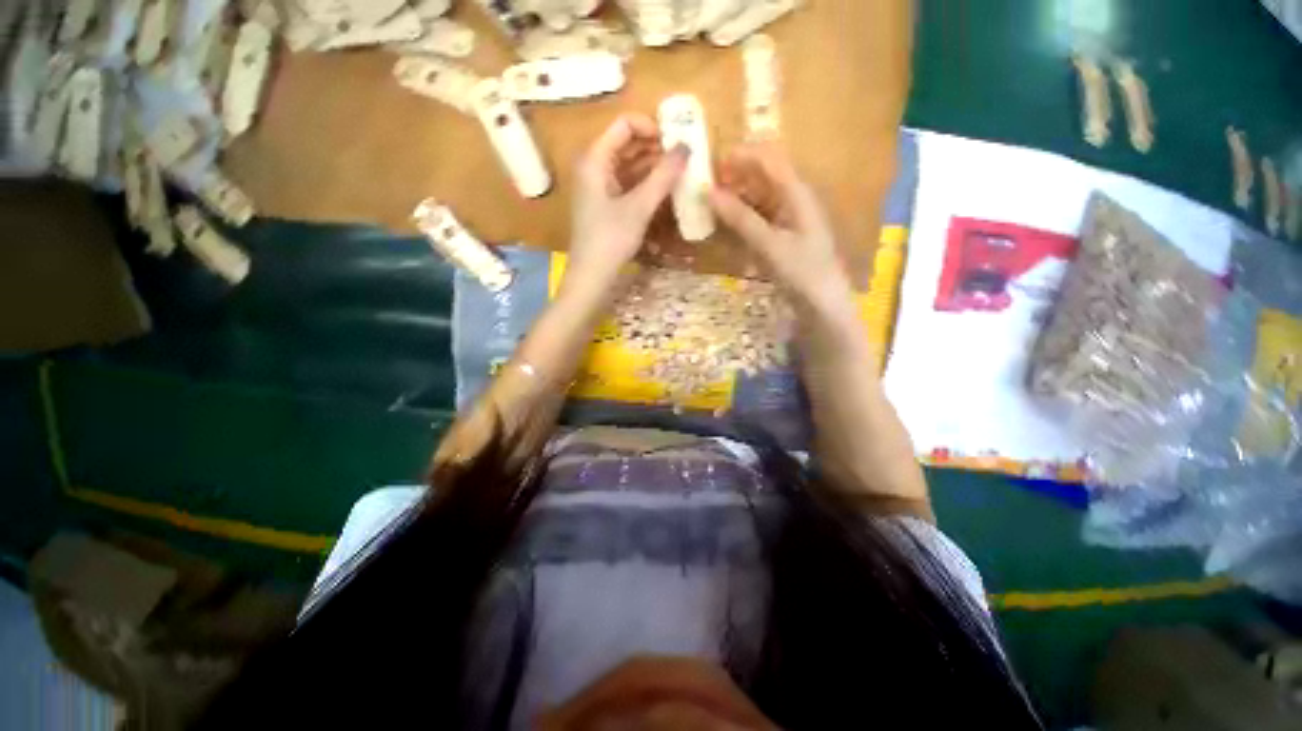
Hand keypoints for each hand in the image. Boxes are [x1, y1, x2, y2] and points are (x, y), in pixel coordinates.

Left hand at [567, 114, 687, 291]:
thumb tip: (686, 147)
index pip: (624, 124)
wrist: (591, 276)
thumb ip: (663, 176)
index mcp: (595, 159)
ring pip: (628, 166)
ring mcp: (598, 187)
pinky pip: (626, 184)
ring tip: (678, 174)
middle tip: (682, 158)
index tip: (675, 142)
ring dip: (652, 167)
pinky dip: (644, 185)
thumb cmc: (611, 239)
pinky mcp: (604, 205)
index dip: (651, 127)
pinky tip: (663, 191)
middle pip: (626, 144)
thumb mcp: (639, 206)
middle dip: (654, 148)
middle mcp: (593, 167)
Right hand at [709, 146, 854, 316]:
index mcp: (797, 193)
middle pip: (763, 175)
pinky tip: (725, 226)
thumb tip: (709, 192)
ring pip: (758, 197)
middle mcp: (794, 199)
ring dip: (735, 198)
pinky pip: (758, 217)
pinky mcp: (782, 236)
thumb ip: (740, 218)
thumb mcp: (769, 245)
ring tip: (709, 205)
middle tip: (704, 186)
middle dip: (735, 176)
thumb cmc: (802, 272)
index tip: (710, 162)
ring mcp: (788, 218)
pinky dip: (741, 218)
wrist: (823, 305)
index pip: (769, 158)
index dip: (741, 155)